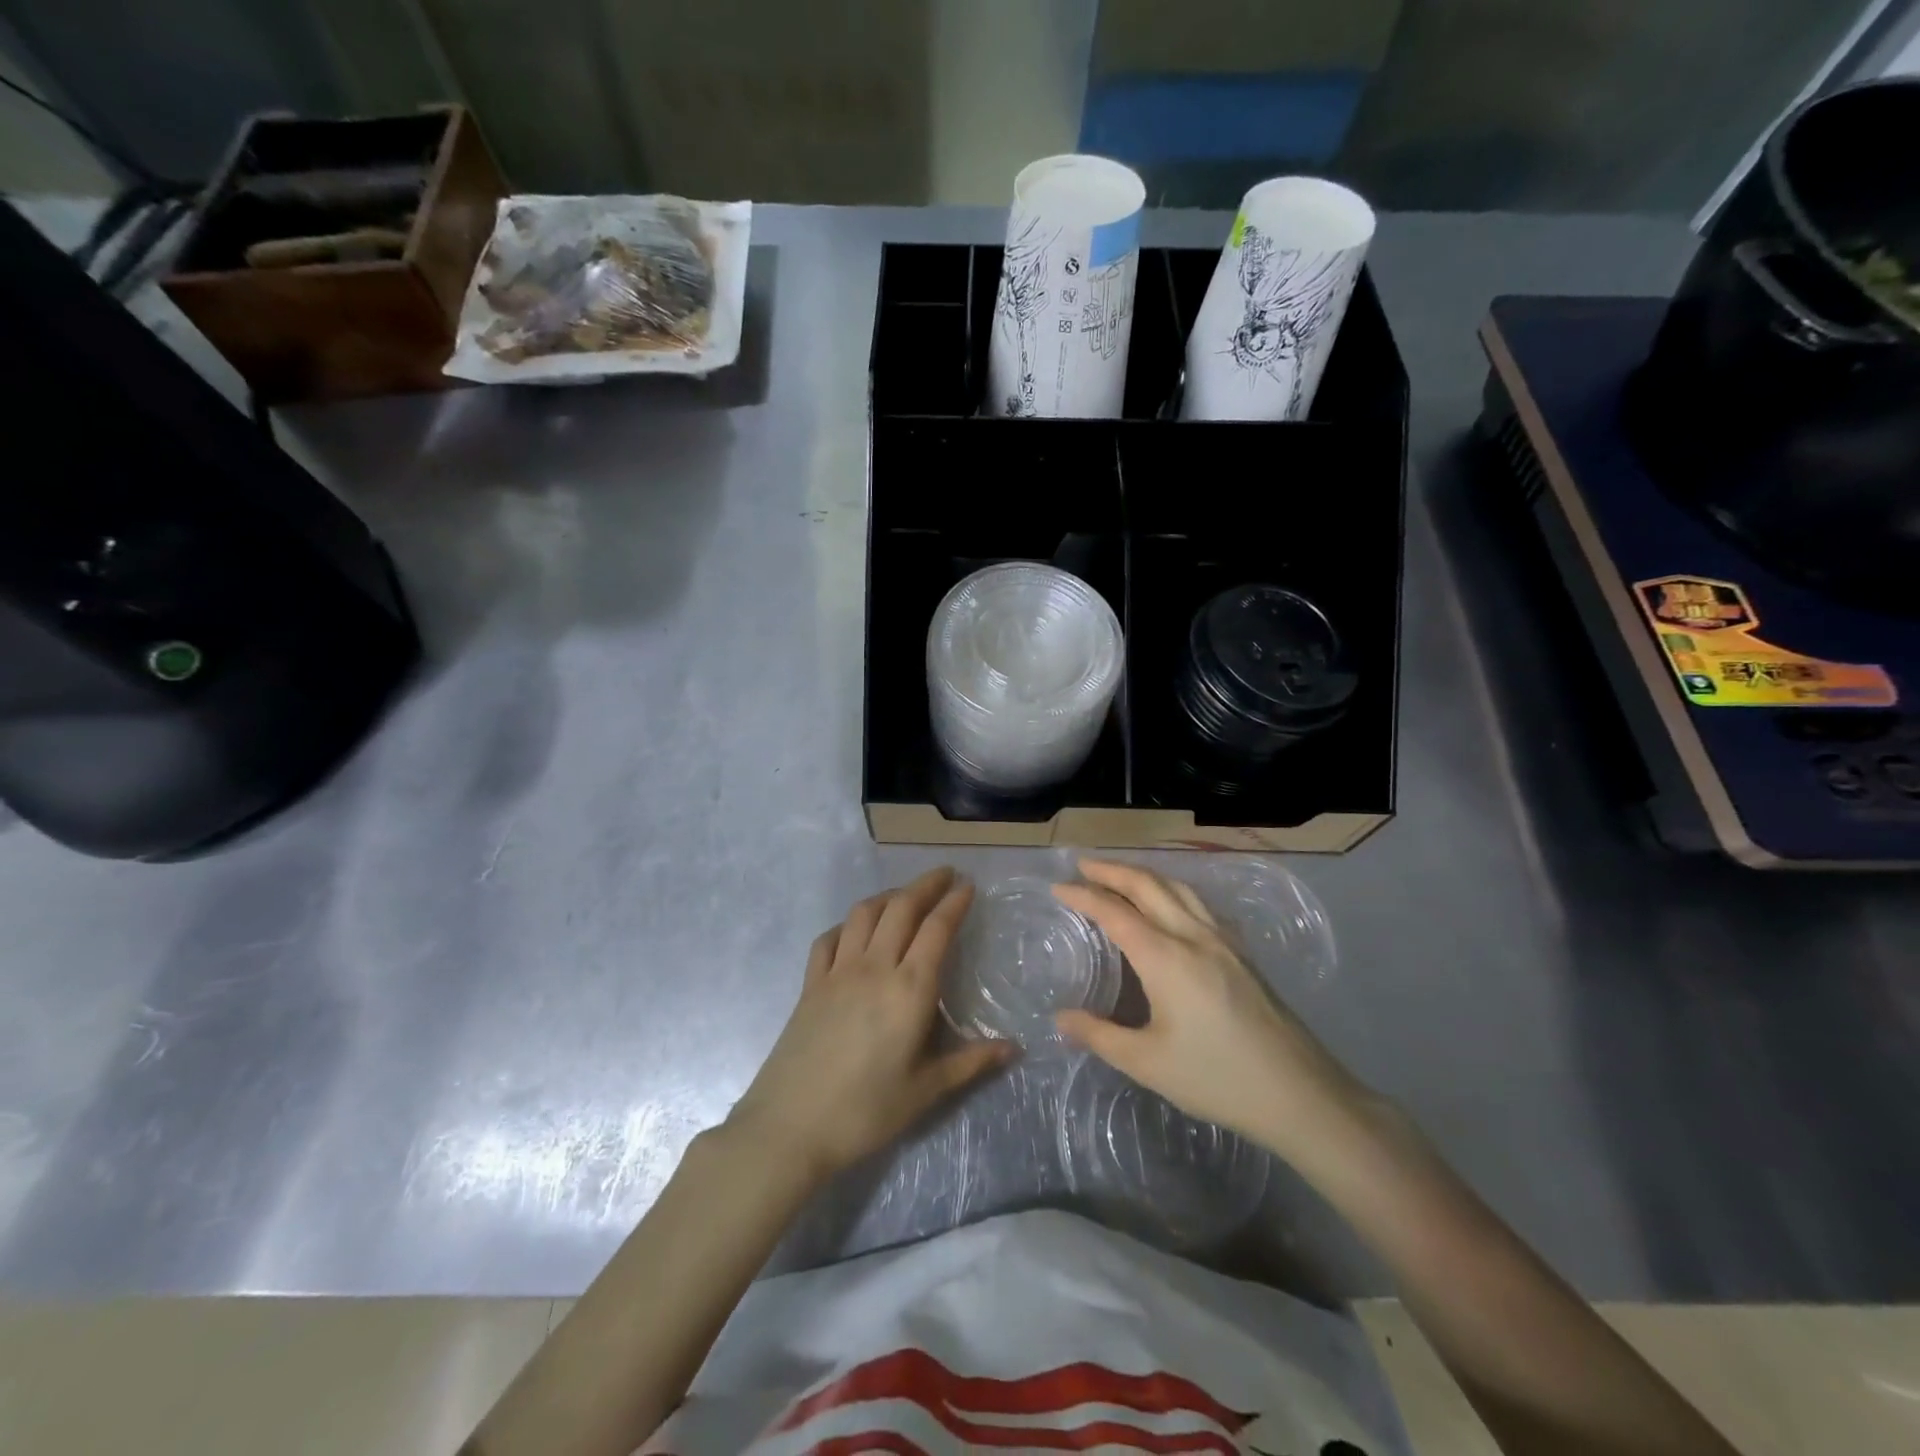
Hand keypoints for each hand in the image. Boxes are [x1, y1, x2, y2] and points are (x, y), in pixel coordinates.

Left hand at [728, 867, 1011, 1181]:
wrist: (790, 1127)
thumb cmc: (866, 1111)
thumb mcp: (926, 1091)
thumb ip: (971, 1063)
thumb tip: (1014, 1048)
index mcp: (909, 989)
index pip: (937, 929)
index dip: (954, 902)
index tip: (968, 886)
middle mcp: (875, 967)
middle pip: (902, 909)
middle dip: (926, 885)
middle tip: (945, 874)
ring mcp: (837, 972)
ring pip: (864, 914)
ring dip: (889, 896)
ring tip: (905, 896)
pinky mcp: (810, 984)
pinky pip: (830, 938)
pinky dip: (848, 924)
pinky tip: (855, 930)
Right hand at [1052, 859, 1361, 1158]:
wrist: (1301, 1094)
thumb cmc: (1217, 1078)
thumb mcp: (1147, 1063)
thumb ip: (1099, 1035)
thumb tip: (1060, 1019)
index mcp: (1166, 957)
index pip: (1115, 912)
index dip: (1084, 895)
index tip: (1058, 886)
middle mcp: (1194, 936)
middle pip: (1149, 886)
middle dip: (1113, 870)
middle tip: (1084, 864)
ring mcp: (1224, 941)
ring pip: (1179, 889)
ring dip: (1145, 875)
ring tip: (1122, 875)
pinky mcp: (1243, 954)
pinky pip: (1200, 904)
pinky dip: (1173, 890)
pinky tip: (1173, 904)